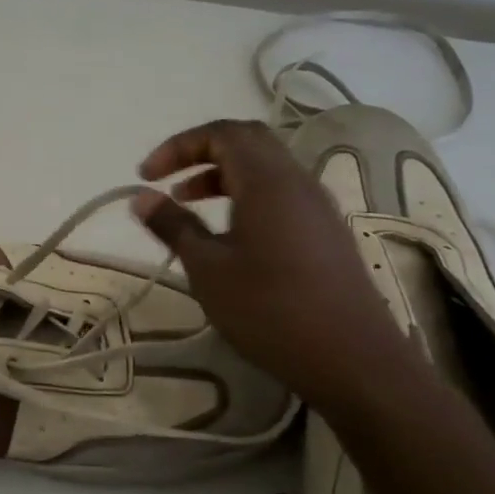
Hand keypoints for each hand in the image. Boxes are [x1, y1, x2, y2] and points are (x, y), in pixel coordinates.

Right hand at [132, 119, 414, 408]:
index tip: (146, 176)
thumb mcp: (208, 268)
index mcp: (267, 181)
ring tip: (189, 204)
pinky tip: (229, 235)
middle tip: (169, 180)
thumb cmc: (270, 310)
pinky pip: (282, 193)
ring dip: (223, 175)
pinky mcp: (327, 232)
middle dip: (202, 152)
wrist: (352, 360)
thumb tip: (142, 198)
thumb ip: (173, 226)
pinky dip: (247, 195)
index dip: (179, 145)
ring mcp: (318, 206)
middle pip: (248, 140)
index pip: (221, 133)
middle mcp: (297, 181)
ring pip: (266, 167)